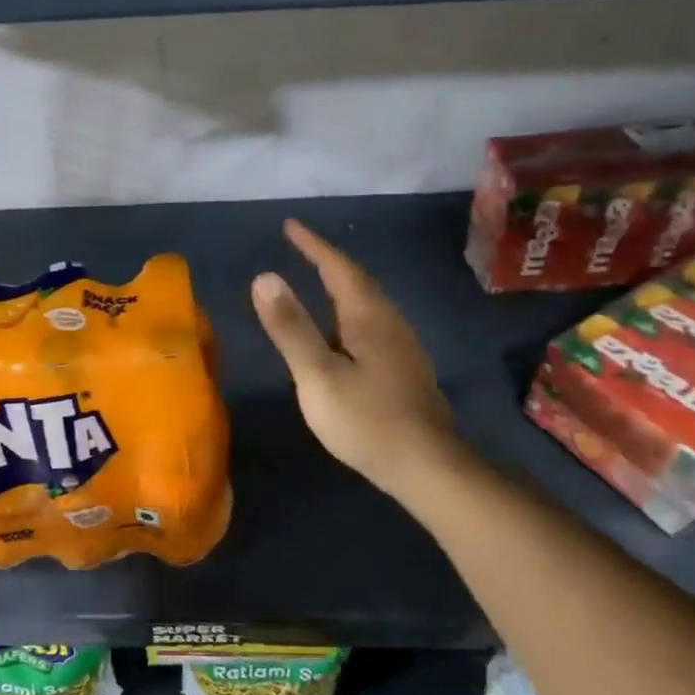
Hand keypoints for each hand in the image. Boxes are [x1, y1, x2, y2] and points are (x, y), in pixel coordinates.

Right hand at [252, 220, 458, 499]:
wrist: (430, 468)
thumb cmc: (368, 420)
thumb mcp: (318, 375)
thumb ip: (291, 327)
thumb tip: (264, 276)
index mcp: (367, 317)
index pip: (337, 268)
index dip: (313, 245)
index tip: (290, 226)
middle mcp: (389, 323)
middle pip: (358, 281)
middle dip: (328, 260)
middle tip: (302, 247)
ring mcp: (401, 348)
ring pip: (368, 303)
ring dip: (342, 285)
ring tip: (318, 281)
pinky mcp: (405, 370)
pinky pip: (372, 324)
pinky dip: (349, 312)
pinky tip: (342, 333)